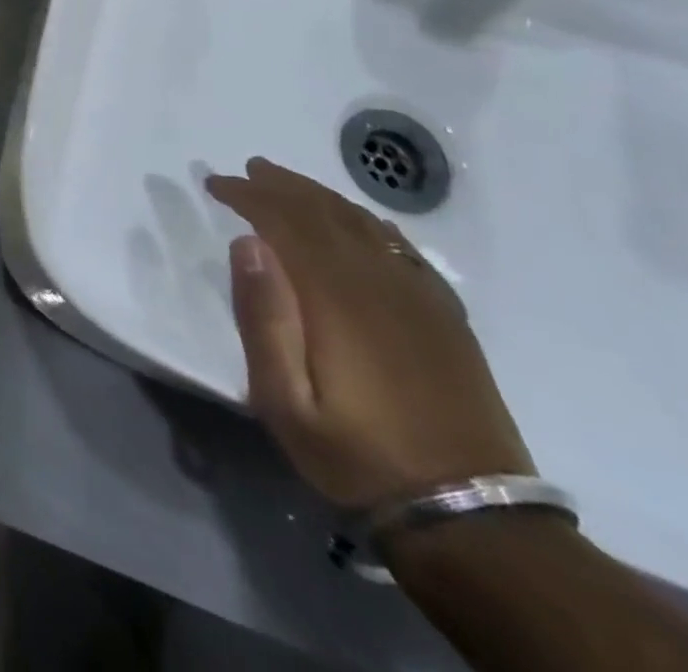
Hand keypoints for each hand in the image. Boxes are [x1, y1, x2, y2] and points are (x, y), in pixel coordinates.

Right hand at [207, 159, 533, 510]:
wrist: (472, 517)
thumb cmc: (357, 454)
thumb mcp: (284, 400)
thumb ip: (263, 318)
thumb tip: (247, 243)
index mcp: (335, 296)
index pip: (284, 221)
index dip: (248, 196)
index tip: (215, 184)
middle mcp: (378, 281)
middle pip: (324, 213)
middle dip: (281, 186)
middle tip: (247, 170)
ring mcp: (419, 297)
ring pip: (363, 223)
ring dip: (320, 196)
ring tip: (288, 183)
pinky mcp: (445, 317)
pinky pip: (402, 249)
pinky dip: (370, 223)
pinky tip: (357, 221)